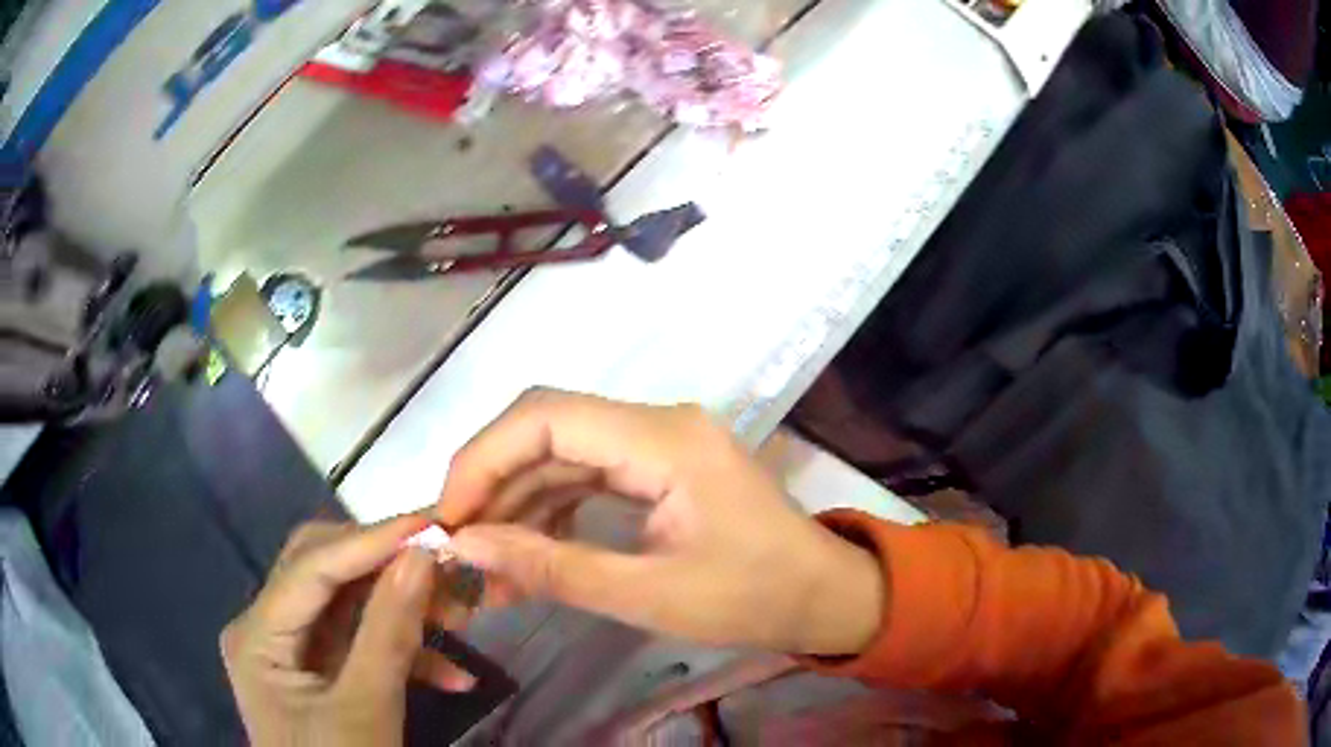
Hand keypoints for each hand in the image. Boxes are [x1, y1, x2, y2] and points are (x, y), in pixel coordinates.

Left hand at [221, 516, 471, 745]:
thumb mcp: (367, 708)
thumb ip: (389, 632)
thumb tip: (422, 555)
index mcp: (257, 635)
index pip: (311, 567)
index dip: (370, 541)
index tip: (431, 523)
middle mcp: (266, 628)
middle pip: (325, 573)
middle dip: (387, 569)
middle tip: (444, 559)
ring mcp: (292, 649)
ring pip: (350, 606)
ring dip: (403, 611)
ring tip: (460, 617)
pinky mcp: (319, 670)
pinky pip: (360, 643)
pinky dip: (403, 653)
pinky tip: (452, 676)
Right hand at [436, 389, 883, 655]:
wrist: (825, 597)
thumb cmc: (754, 599)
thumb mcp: (649, 595)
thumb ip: (553, 568)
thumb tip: (468, 547)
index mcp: (664, 440)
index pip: (547, 417)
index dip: (483, 458)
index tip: (449, 516)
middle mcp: (658, 424)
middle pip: (548, 429)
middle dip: (492, 483)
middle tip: (458, 542)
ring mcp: (659, 444)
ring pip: (562, 455)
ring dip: (518, 504)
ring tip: (485, 562)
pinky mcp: (659, 470)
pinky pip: (588, 478)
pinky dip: (551, 513)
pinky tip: (527, 553)